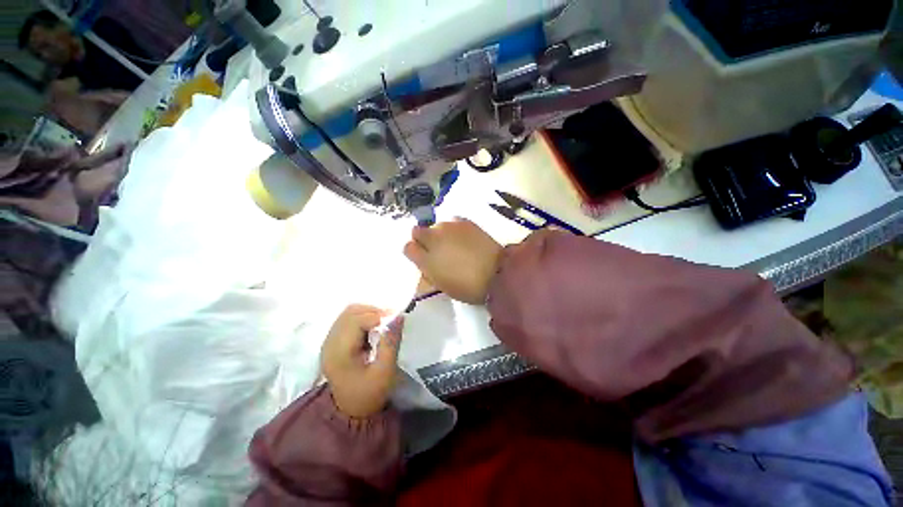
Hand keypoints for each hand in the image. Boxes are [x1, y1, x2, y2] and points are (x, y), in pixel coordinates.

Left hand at [322, 305, 403, 418]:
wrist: (352, 409)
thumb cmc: (370, 392)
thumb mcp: (385, 371)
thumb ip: (391, 343)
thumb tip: (399, 316)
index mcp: (339, 352)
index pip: (357, 321)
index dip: (378, 316)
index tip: (395, 319)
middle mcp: (329, 342)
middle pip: (350, 312)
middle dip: (373, 311)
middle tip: (391, 319)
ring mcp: (328, 340)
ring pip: (348, 312)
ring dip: (368, 313)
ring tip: (383, 322)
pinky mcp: (332, 340)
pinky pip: (347, 319)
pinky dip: (362, 317)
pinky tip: (372, 328)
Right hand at [403, 218, 502, 304]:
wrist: (497, 274)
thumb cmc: (467, 287)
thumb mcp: (442, 284)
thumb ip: (429, 269)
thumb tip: (427, 260)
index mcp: (426, 259)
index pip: (407, 247)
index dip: (414, 251)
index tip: (422, 257)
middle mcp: (433, 239)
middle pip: (417, 231)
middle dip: (423, 239)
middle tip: (436, 248)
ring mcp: (449, 227)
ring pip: (436, 225)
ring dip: (440, 233)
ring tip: (454, 243)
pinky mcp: (464, 222)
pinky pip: (452, 221)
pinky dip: (454, 228)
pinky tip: (464, 237)